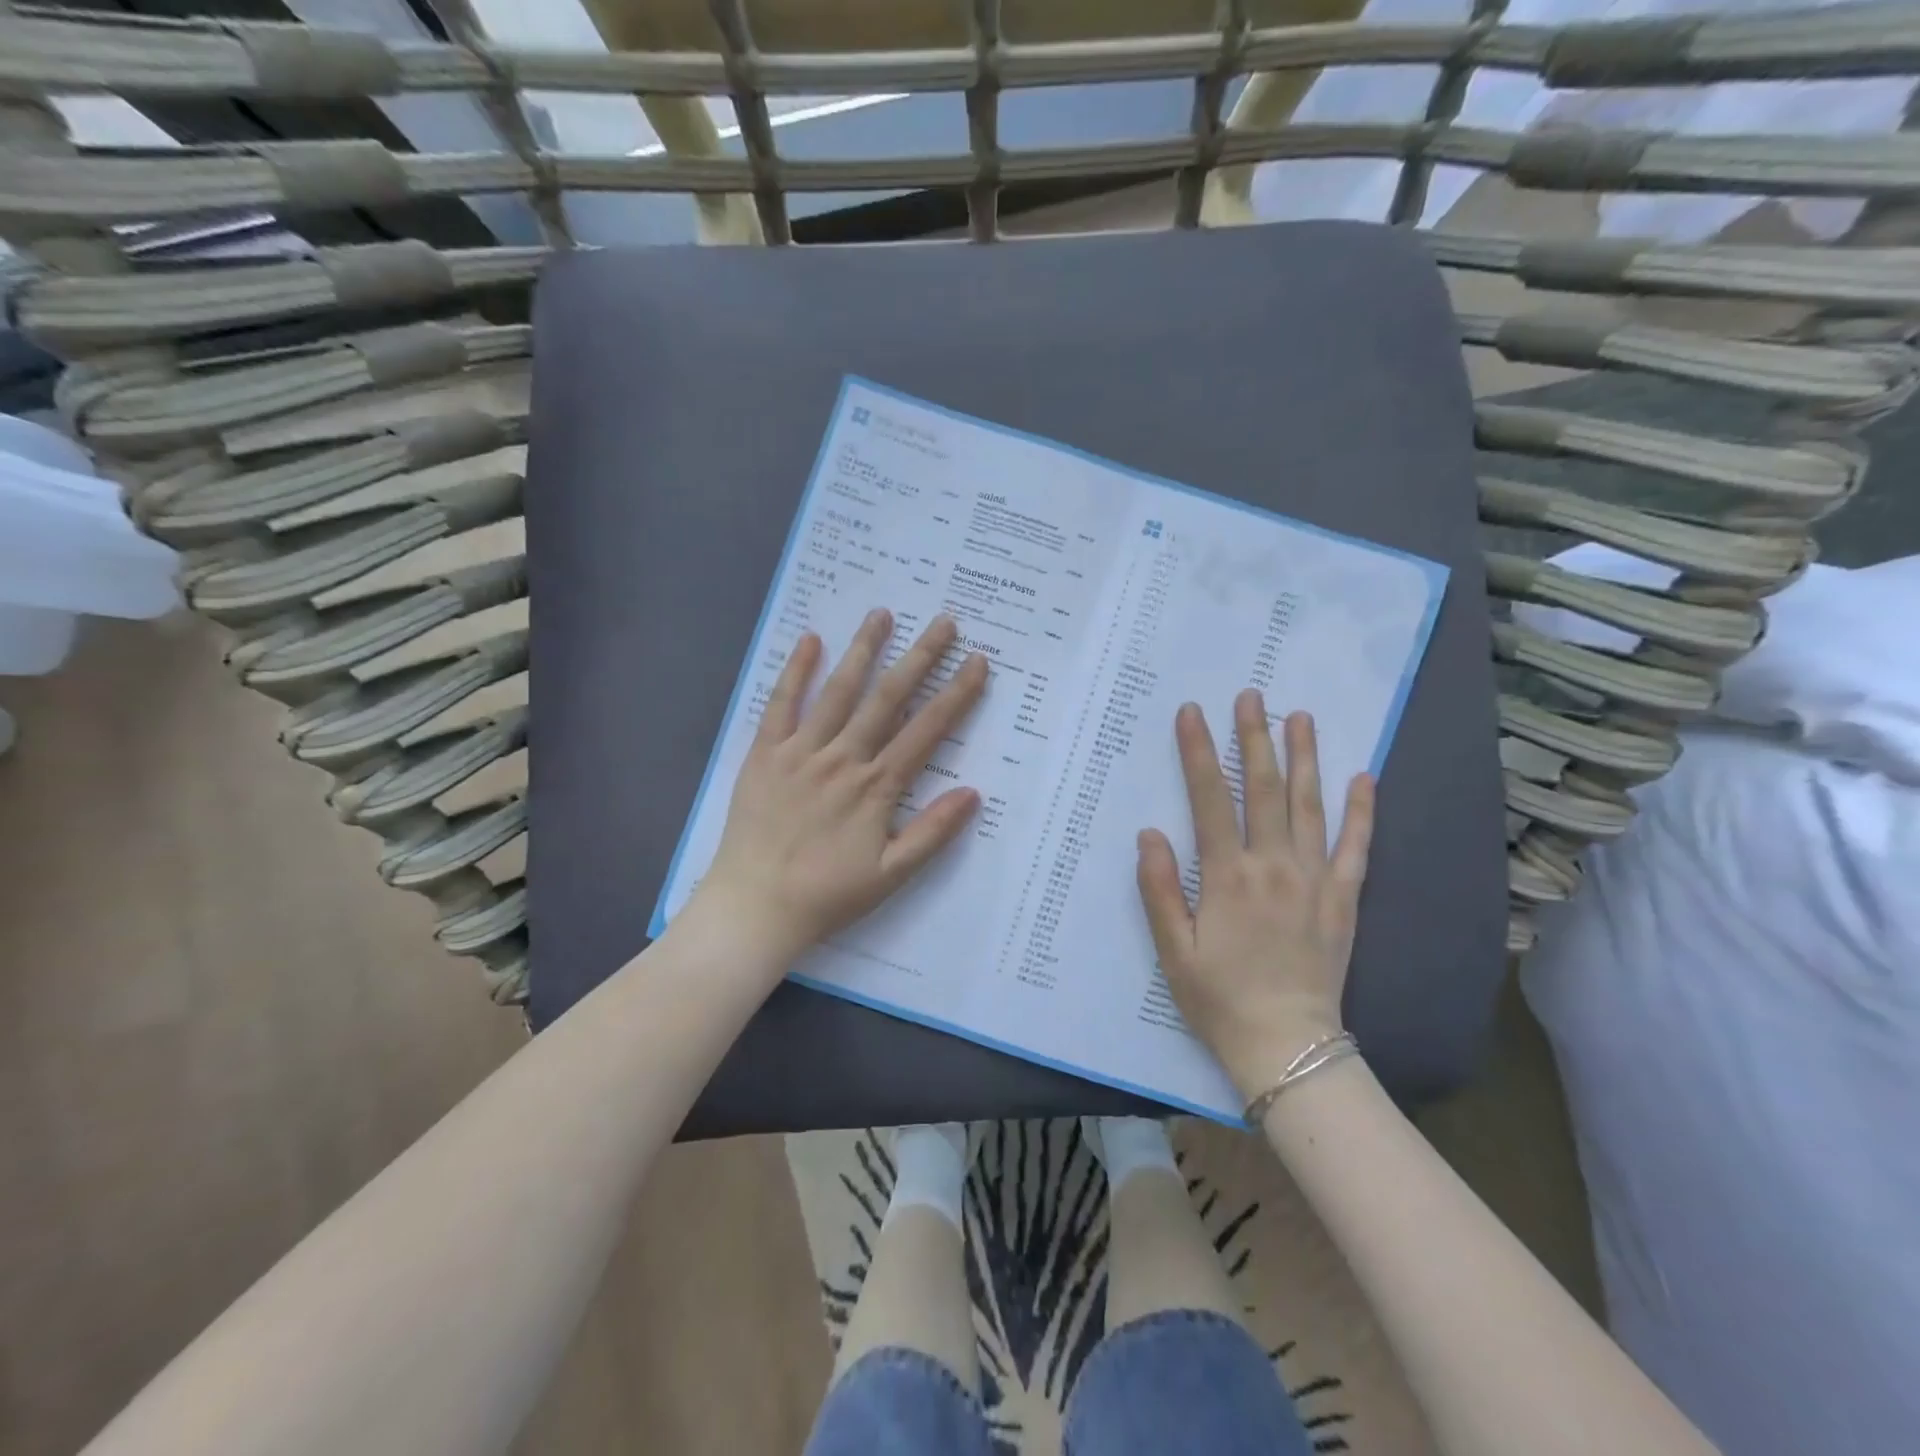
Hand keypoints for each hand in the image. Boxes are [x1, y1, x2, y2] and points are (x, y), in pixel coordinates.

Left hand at [693, 608, 989, 971]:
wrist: (755, 906)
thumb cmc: (827, 894)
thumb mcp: (891, 874)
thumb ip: (933, 832)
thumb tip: (973, 792)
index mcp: (876, 787)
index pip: (926, 730)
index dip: (956, 694)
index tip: (977, 662)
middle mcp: (843, 759)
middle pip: (888, 699)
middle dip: (919, 657)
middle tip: (943, 622)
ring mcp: (801, 752)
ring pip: (838, 692)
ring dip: (863, 651)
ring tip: (883, 615)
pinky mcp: (765, 754)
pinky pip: (781, 705)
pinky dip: (795, 671)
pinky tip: (810, 641)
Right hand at [1136, 693, 1374, 1100]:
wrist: (1287, 1045)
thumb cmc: (1219, 998)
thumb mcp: (1173, 949)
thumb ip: (1161, 889)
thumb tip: (1150, 833)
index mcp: (1228, 876)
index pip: (1210, 799)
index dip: (1200, 752)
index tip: (1192, 713)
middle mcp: (1273, 866)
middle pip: (1263, 789)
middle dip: (1254, 738)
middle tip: (1251, 695)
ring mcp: (1315, 880)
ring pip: (1310, 806)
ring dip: (1304, 758)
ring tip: (1300, 717)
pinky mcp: (1344, 899)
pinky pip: (1356, 846)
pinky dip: (1361, 810)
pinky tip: (1363, 777)